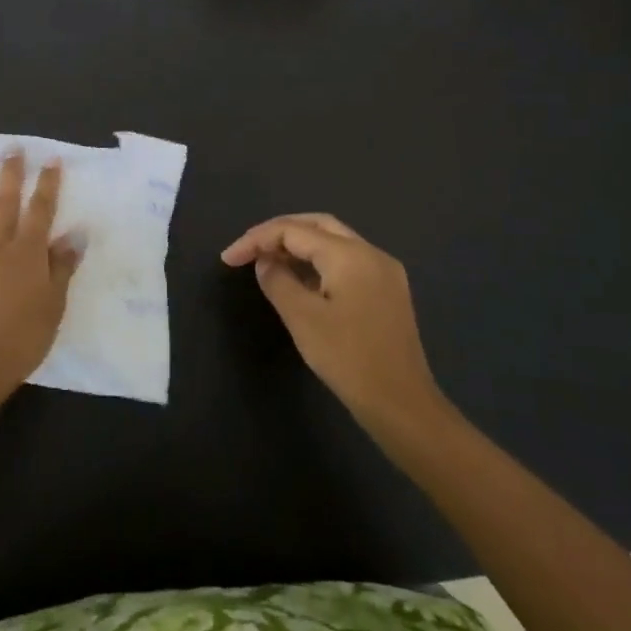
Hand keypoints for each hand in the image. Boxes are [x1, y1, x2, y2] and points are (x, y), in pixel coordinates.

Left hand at [0, 153, 81, 404]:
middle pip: (3, 204)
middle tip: (10, 149)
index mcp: (25, 253)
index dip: (47, 185)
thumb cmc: (23, 338)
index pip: (40, 211)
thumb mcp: (53, 305)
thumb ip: (61, 267)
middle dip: (9, 175)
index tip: (51, 159)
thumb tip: (74, 234)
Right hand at [222, 213, 443, 426]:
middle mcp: (370, 253)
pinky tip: (300, 281)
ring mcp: (384, 271)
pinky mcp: (387, 291)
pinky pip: (346, 262)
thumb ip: (277, 281)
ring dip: (299, 247)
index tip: (228, 259)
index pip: (293, 230)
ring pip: (334, 242)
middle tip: (248, 250)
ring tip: (267, 264)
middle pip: (316, 225)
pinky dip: (318, 263)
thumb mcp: (302, 319)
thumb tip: (265, 262)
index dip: (256, 239)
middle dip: (278, 233)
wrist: (402, 405)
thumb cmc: (348, 359)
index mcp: (349, 254)